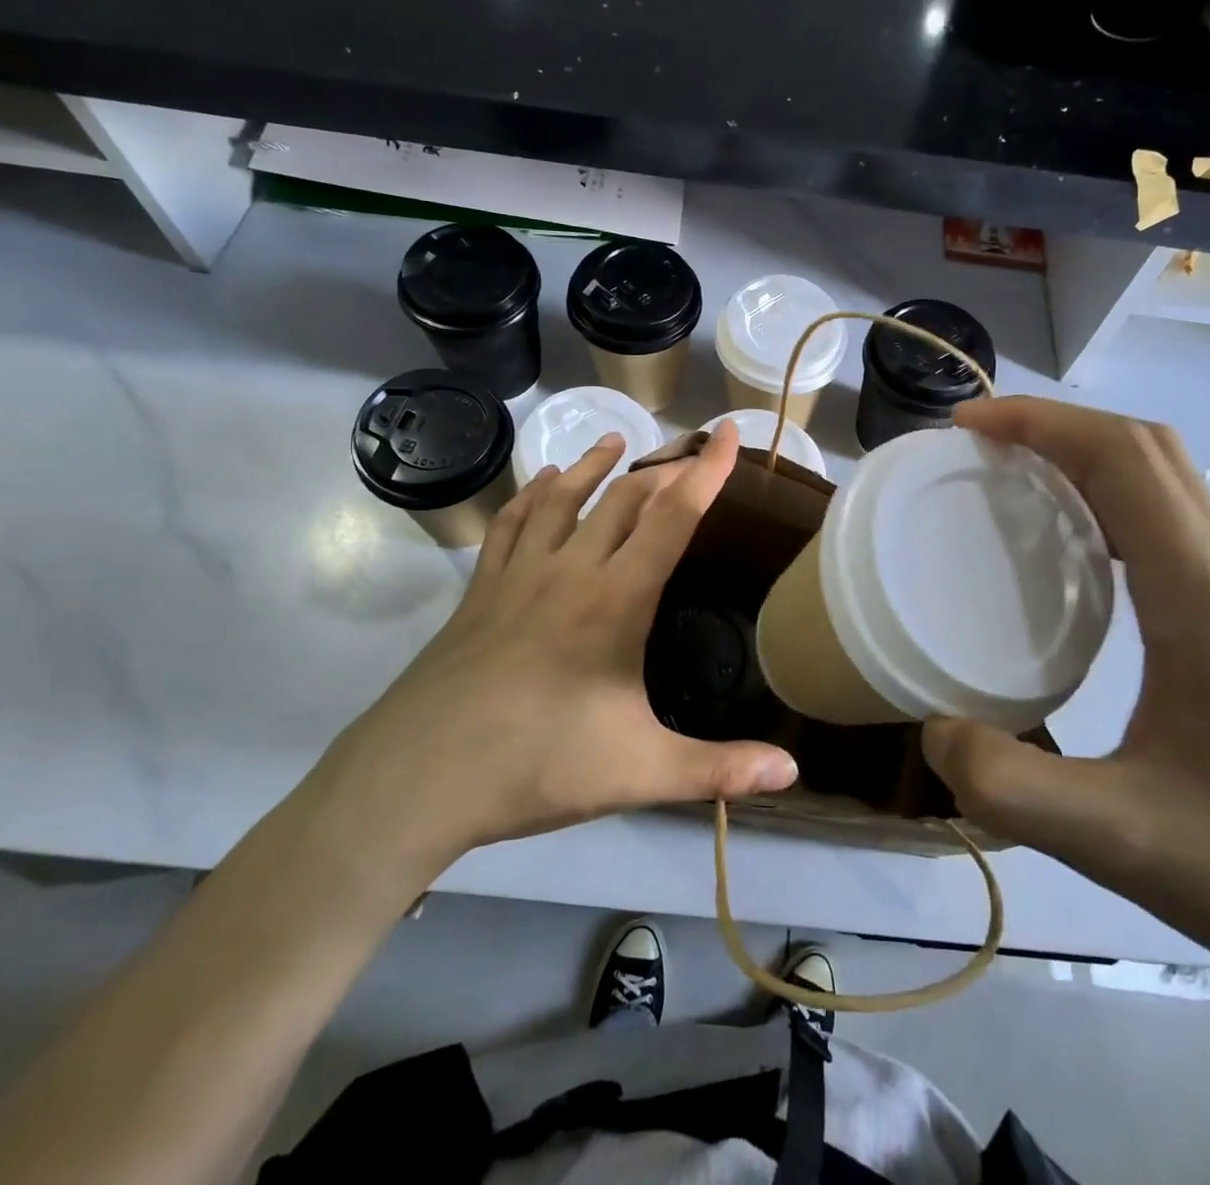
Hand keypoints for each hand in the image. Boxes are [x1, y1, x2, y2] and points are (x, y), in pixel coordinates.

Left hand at [303, 423, 797, 896]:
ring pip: (562, 498)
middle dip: (662, 468)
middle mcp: (570, 570)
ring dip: (593, 465)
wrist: (417, 777)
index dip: (707, 472)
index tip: (730, 433)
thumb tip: (792, 772)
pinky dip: (531, 494)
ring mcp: (518, 576)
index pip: (673, 518)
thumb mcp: (640, 773)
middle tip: (688, 451)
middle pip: (623, 498)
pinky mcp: (480, 591)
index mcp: (616, 600)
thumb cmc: (538, 765)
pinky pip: (510, 524)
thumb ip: (718, 769)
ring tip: (614, 440)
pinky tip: (540, 483)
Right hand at [921, 397, 1209, 1017]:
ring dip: (1091, 463)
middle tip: (982, 449)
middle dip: (1059, 426)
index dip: (1039, 421)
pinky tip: (1082, 572)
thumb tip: (933, 735)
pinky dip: (1116, 512)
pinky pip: (1177, 535)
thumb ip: (1012, 788)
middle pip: (1150, 453)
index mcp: (1203, 600)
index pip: (1122, 459)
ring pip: (1171, 490)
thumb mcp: (1126, 842)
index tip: (968, 424)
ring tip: (1018, 491)